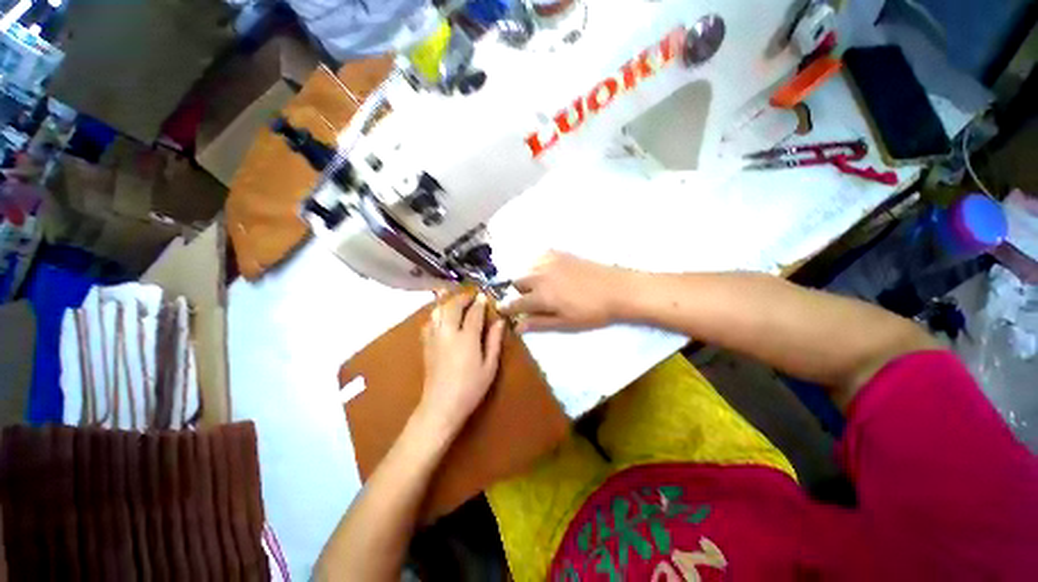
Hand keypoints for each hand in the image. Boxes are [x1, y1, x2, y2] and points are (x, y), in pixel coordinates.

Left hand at [416, 293, 505, 436]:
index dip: (479, 303)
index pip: (473, 313)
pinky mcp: (425, 345)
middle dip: (461, 297)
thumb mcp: (489, 366)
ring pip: (437, 311)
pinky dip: (436, 313)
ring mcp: (434, 338)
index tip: (483, 295)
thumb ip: (494, 341)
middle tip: (470, 294)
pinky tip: (440, 315)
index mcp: (466, 338)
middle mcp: (448, 333)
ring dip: (447, 301)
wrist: (441, 406)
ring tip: (454, 298)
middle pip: (452, 307)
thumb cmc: (471, 388)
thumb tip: (499, 321)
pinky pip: (429, 322)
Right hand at [500, 251, 629, 332]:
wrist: (617, 289)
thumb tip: (517, 327)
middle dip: (518, 292)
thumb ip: (539, 323)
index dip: (506, 307)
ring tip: (540, 286)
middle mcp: (540, 275)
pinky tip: (548, 273)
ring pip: (526, 268)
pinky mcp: (559, 253)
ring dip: (527, 278)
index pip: (514, 302)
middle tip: (530, 300)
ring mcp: (549, 261)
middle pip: (516, 281)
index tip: (501, 310)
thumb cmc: (592, 312)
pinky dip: (537, 266)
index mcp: (541, 295)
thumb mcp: (565, 323)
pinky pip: (538, 257)